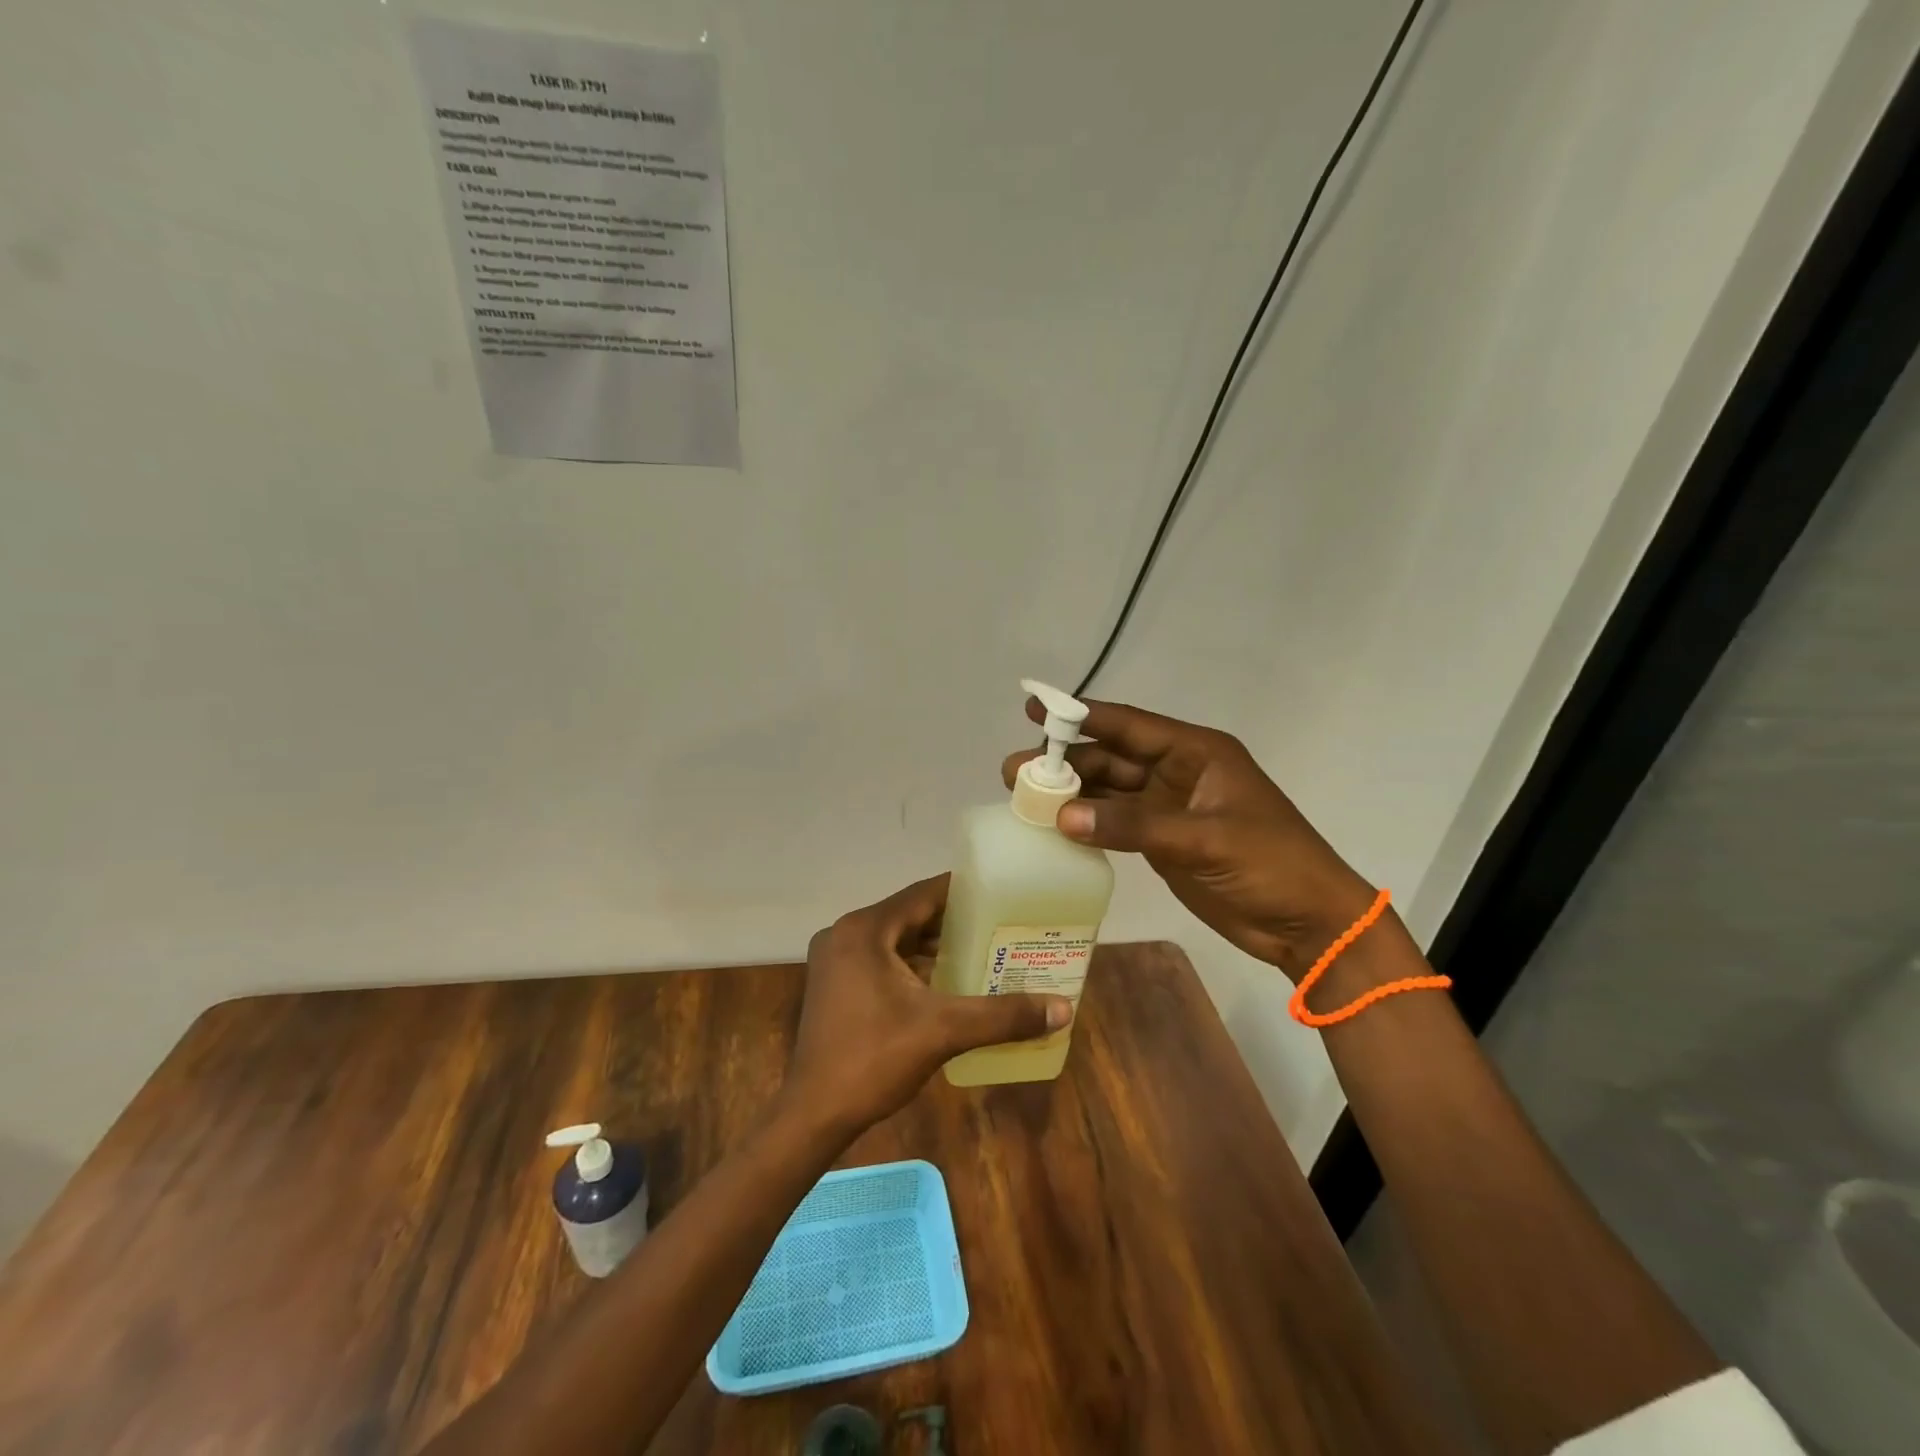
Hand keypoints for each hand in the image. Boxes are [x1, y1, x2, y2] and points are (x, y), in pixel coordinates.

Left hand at [784, 875, 1073, 1132]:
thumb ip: (1002, 1016)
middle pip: (910, 915)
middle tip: (999, 925)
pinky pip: (881, 960)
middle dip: (953, 922)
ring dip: (932, 946)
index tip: (1001, 893)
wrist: (813, 1114)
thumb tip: (1063, 1009)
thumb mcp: (943, 1031)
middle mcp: (845, 933)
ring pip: (895, 939)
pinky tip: (943, 981)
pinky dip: (911, 965)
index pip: (924, 894)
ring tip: (981, 950)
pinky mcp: (834, 984)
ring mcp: (835, 960)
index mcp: (865, 929)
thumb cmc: (874, 1060)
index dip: (963, 892)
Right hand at [1003, 698, 1375, 980]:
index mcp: (1196, 753)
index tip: (1036, 709)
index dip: (1081, 715)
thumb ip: (1133, 825)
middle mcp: (1177, 772)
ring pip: (1108, 790)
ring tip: (1022, 796)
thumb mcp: (1204, 840)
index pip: (1129, 726)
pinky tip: (1054, 825)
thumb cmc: (1271, 865)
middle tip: (1015, 770)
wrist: (1308, 922)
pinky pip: (1114, 822)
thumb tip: (1062, 815)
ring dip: (1070, 792)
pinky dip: (1086, 822)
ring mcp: (1168, 808)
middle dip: (1065, 761)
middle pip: (1111, 758)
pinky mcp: (1162, 840)